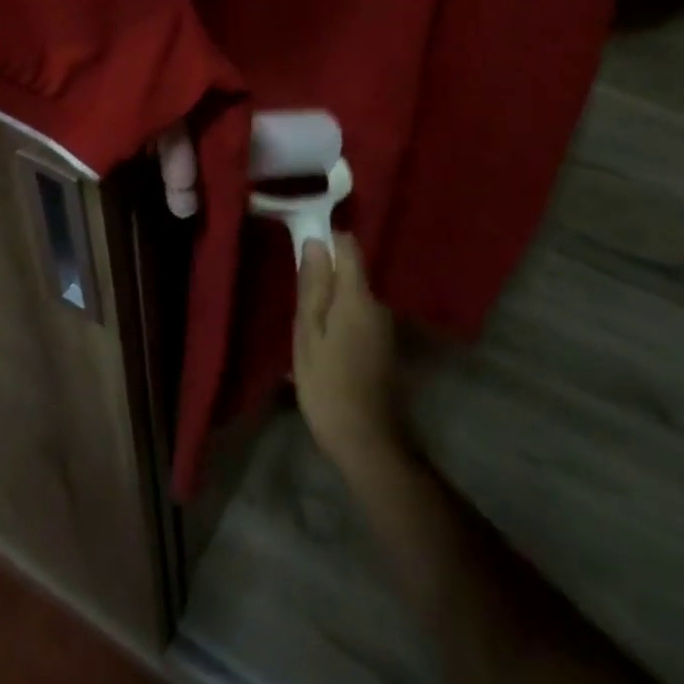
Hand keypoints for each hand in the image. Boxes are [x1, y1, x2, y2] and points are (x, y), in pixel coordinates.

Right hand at [293, 234, 403, 466]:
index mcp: (358, 296)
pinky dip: (341, 324)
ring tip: (308, 333)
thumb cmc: (329, 386)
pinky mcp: (385, 346)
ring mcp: (385, 326)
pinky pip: (359, 318)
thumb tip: (315, 242)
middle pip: (350, 273)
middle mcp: (378, 303)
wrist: (369, 443)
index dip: (326, 240)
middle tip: (297, 306)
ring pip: (353, 298)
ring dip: (331, 305)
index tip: (302, 254)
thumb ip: (313, 286)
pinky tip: (326, 350)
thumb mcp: (308, 334)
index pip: (348, 246)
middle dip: (324, 279)